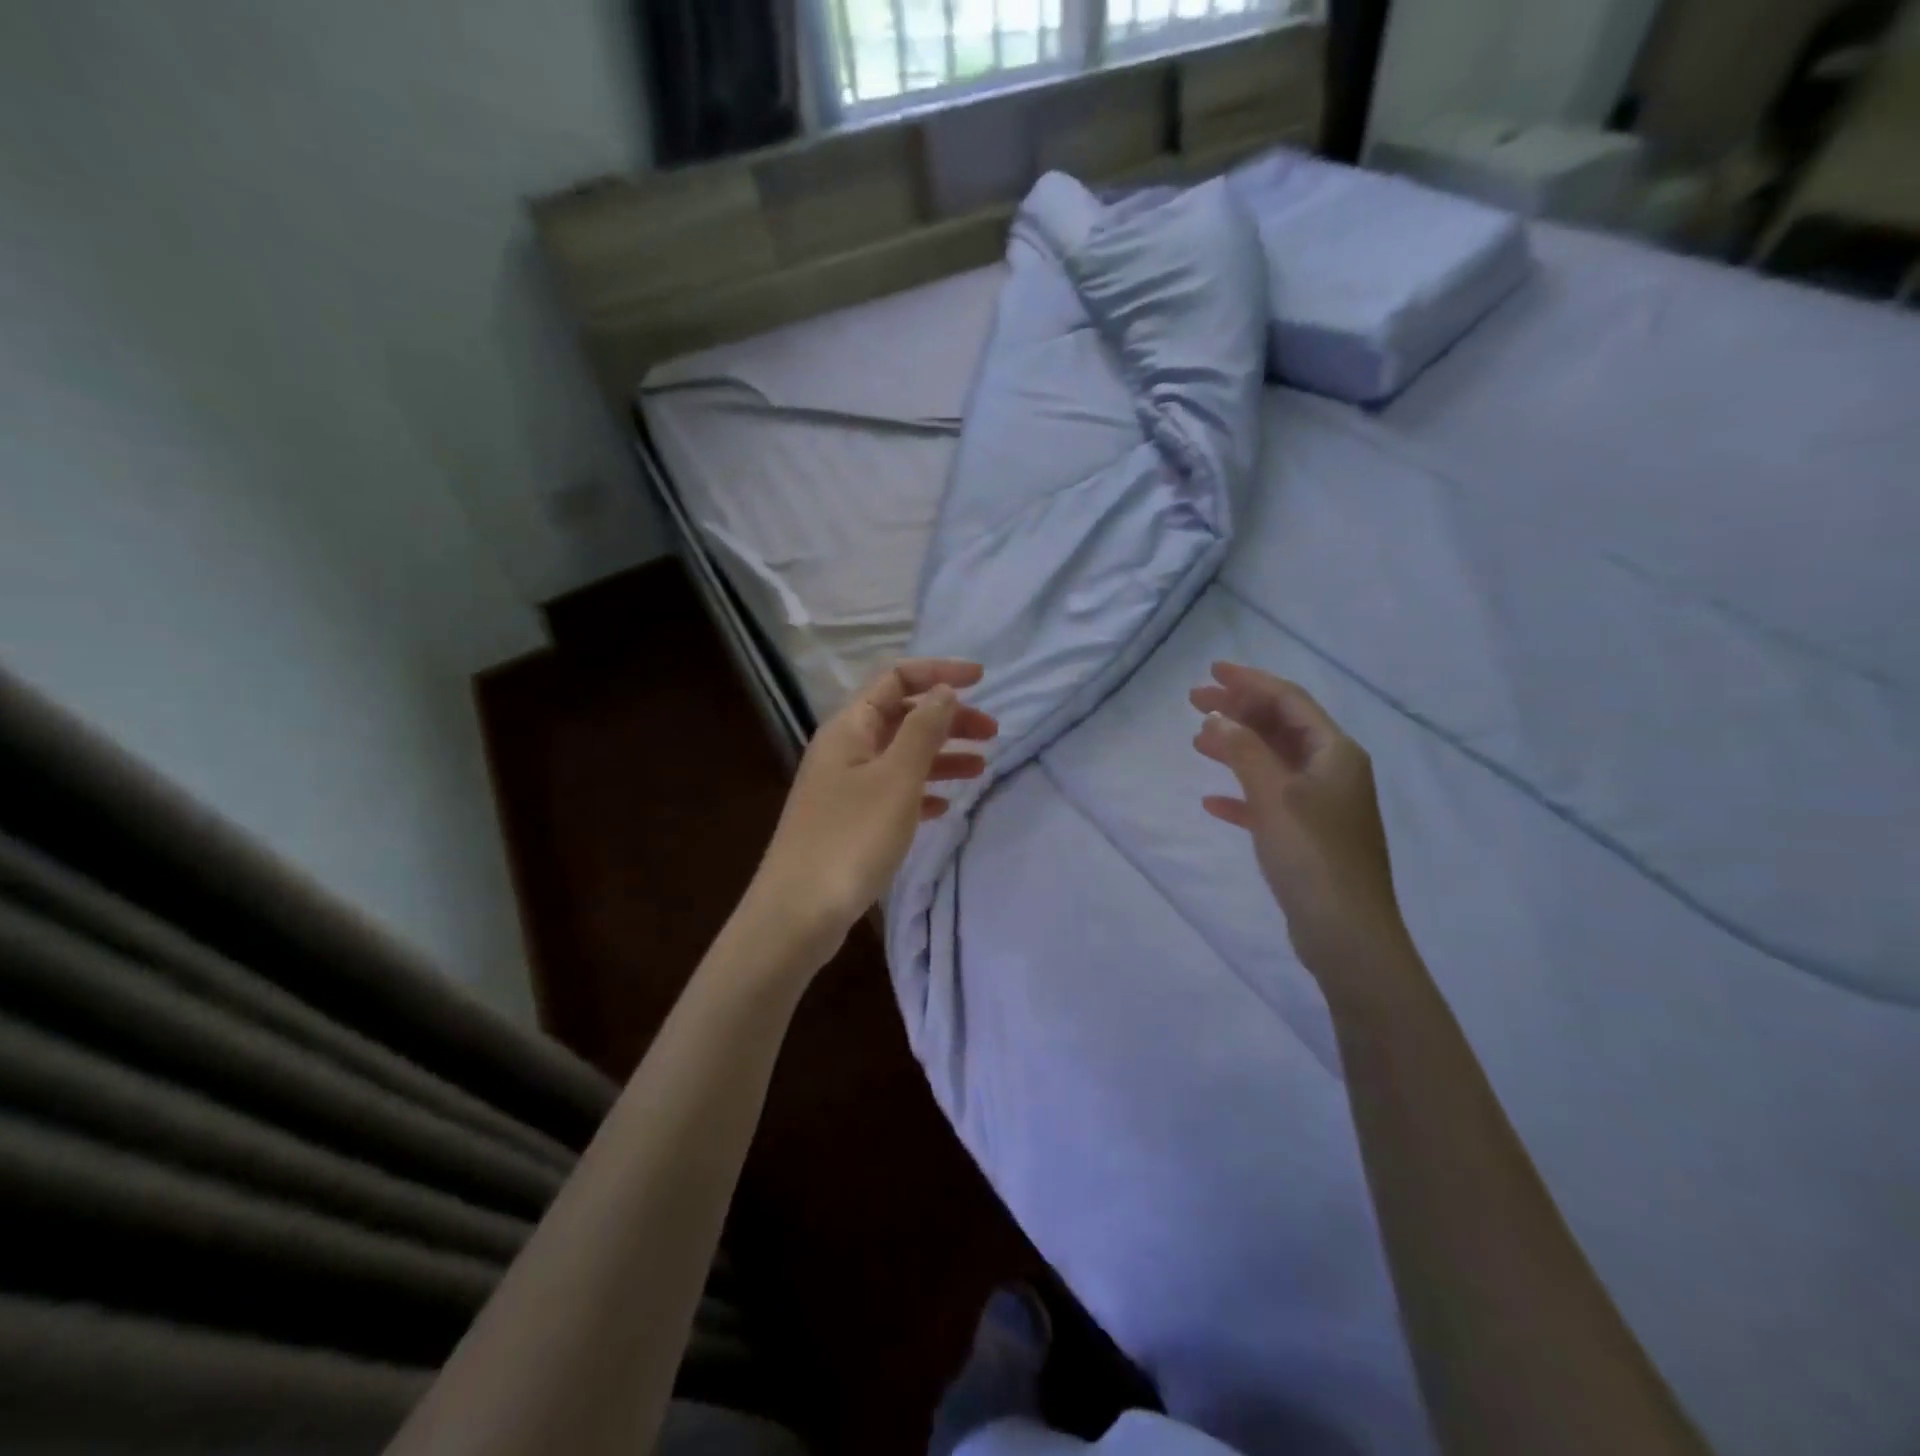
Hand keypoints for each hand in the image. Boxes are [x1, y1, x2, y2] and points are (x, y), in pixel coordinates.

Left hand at [747, 659, 997, 970]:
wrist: (798, 913)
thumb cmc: (851, 838)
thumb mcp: (896, 778)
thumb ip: (923, 730)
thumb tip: (944, 691)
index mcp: (850, 727)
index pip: (896, 678)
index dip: (939, 672)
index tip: (983, 680)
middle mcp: (845, 748)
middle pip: (902, 716)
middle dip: (948, 718)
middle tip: (993, 733)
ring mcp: (846, 786)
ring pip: (902, 755)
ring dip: (941, 754)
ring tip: (982, 767)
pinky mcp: (851, 820)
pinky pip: (894, 791)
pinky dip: (923, 790)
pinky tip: (945, 806)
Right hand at [1192, 662, 1408, 974]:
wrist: (1346, 932)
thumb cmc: (1313, 855)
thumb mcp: (1274, 796)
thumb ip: (1244, 751)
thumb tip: (1216, 718)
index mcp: (1335, 753)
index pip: (1289, 701)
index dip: (1250, 682)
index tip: (1211, 671)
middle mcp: (1333, 771)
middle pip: (1280, 727)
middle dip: (1239, 711)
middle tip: (1194, 701)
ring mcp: (1322, 805)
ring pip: (1273, 762)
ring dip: (1237, 748)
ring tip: (1197, 741)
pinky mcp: (1308, 835)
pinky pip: (1270, 800)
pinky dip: (1242, 794)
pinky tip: (1212, 801)